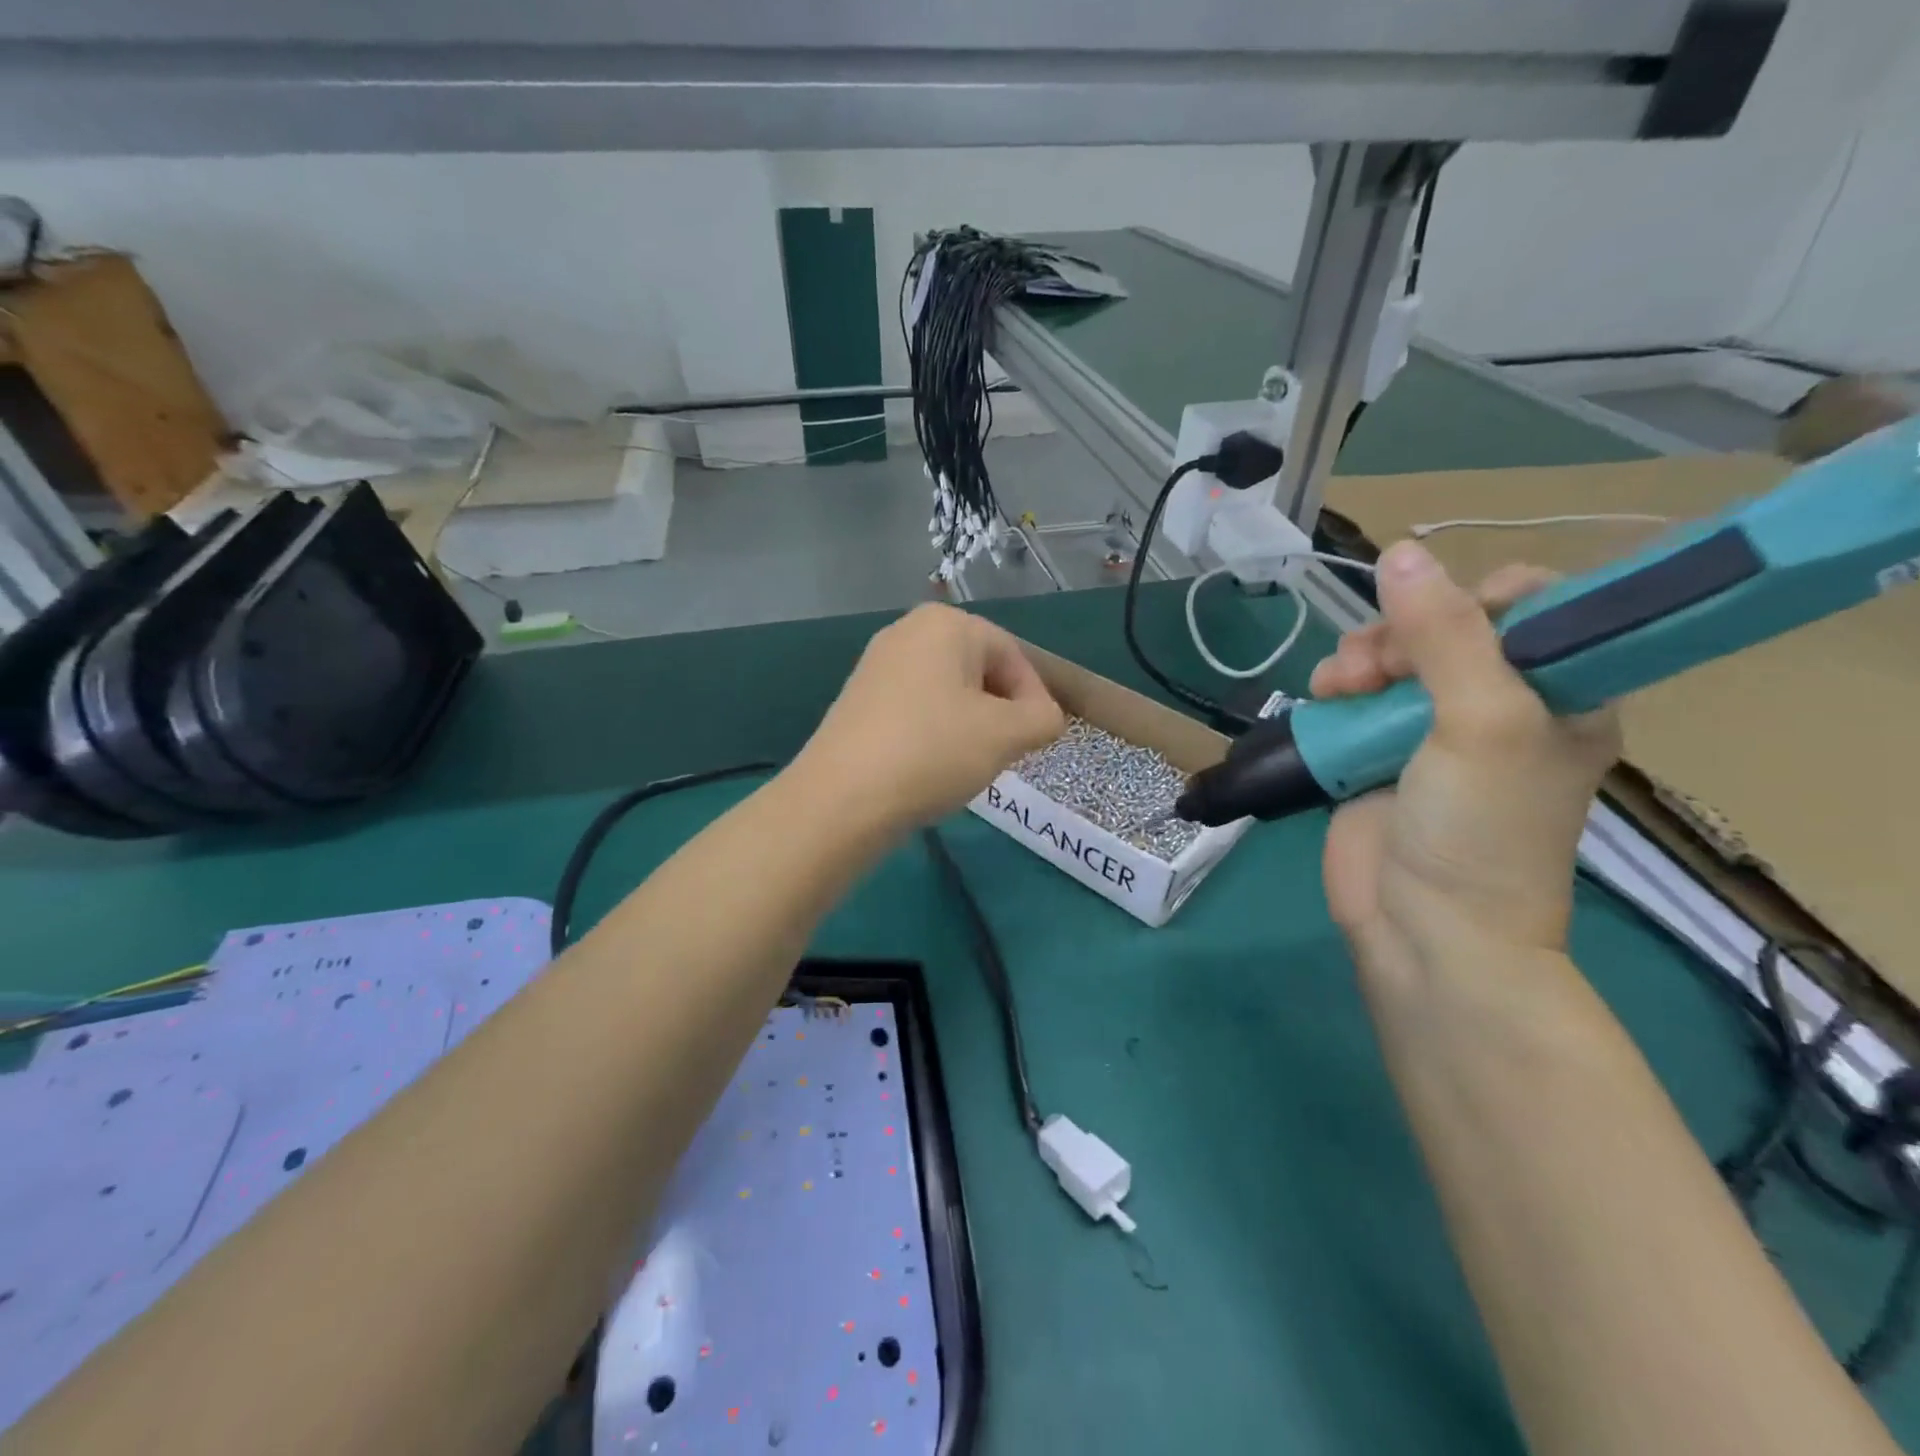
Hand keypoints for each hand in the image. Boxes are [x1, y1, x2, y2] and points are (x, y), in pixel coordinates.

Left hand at [797, 603, 1066, 832]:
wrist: (842, 798)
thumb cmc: (933, 752)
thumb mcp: (1007, 735)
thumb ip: (1043, 718)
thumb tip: (1044, 717)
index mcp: (946, 624)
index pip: (1013, 655)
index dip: (1035, 699)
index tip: (1039, 741)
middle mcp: (907, 631)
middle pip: (978, 670)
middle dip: (1001, 711)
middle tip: (1007, 752)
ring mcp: (876, 664)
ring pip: (947, 691)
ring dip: (970, 724)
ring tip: (970, 763)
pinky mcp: (858, 698)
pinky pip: (915, 707)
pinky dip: (935, 731)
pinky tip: (932, 766)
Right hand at [1312, 544, 1619, 982]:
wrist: (1424, 930)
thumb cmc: (1479, 829)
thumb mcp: (1481, 723)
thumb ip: (1445, 636)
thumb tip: (1399, 551)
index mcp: (1560, 693)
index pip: (1533, 607)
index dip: (1480, 597)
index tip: (1439, 617)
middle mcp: (1499, 703)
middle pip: (1445, 625)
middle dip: (1401, 631)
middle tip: (1375, 665)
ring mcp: (1431, 729)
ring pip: (1391, 656)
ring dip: (1358, 657)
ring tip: (1337, 686)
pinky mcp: (1376, 751)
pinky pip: (1355, 695)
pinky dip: (1335, 688)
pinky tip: (1322, 699)